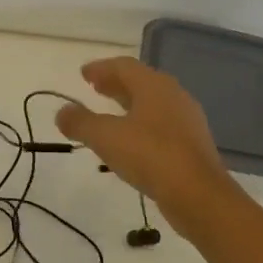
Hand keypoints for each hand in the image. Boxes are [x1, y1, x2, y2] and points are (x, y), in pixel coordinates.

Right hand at [54, 57, 241, 226]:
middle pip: (140, 82)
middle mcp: (173, 96)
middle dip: (115, 84)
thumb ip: (80, 122)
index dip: (101, 68)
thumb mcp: (105, 137)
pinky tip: (129, 141)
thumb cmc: (150, 156)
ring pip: (152, 104)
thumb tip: (62, 111)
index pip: (124, 66)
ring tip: (108, 114)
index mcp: (154, 86)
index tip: (83, 74)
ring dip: (128, 104)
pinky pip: (160, 125)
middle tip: (94, 88)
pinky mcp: (191, 145)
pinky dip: (140, 124)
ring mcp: (186, 121)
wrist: (199, 196)